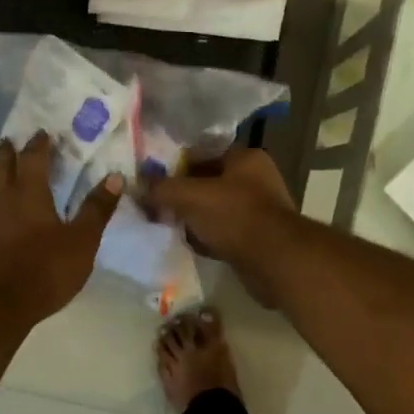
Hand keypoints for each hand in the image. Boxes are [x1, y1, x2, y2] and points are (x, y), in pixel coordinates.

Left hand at [0, 134, 123, 324]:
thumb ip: (96, 209)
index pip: (33, 158)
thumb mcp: (81, 242)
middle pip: (2, 166)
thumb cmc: (42, 271)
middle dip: (8, 152)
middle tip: (10, 142)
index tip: (43, 133)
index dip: (39, 144)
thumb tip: (115, 176)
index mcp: (28, 192)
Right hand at [144, 148, 295, 304]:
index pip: (202, 153)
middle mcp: (256, 179)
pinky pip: (224, 232)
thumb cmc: (234, 216)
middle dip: (183, 195)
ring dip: (194, 219)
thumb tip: (139, 186)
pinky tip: (191, 245)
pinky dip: (208, 238)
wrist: (274, 260)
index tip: (153, 181)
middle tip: (157, 206)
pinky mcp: (257, 237)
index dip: (175, 166)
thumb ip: (162, 188)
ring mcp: (260, 210)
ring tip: (169, 226)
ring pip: (215, 209)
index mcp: (246, 158)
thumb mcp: (190, 196)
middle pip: (208, 182)